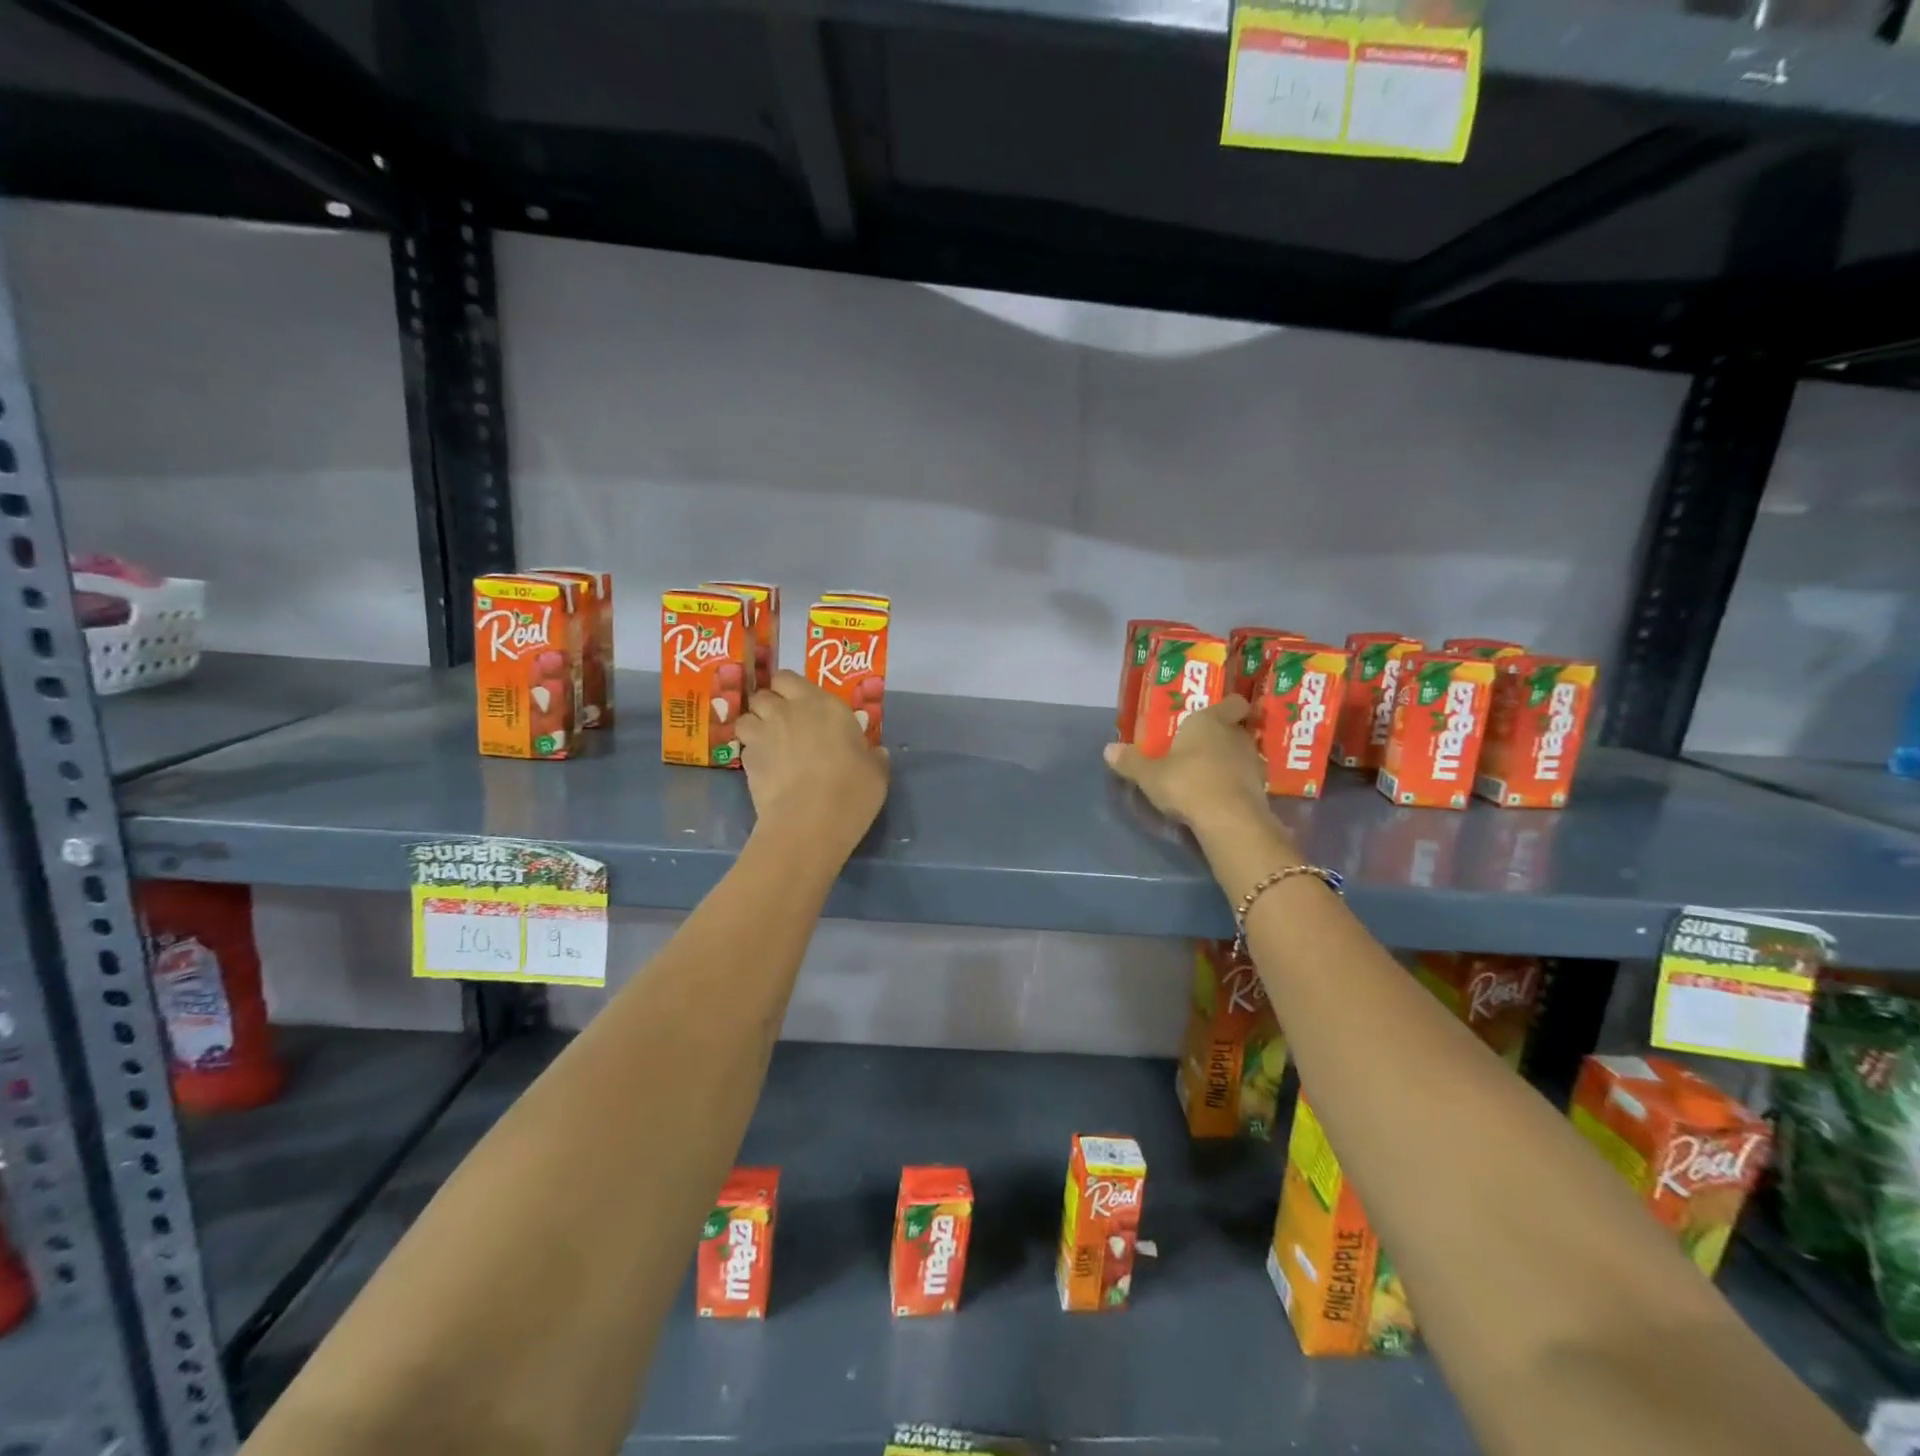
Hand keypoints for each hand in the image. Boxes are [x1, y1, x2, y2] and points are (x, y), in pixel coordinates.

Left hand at [736, 671, 888, 854]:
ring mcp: (763, 735)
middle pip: (763, 694)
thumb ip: (873, 757)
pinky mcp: (747, 761)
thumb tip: (876, 753)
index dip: (789, 689)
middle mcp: (788, 711)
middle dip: (769, 705)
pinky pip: (745, 748)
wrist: (811, 821)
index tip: (801, 704)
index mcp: (823, 704)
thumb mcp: (876, 772)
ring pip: (746, 718)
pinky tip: (765, 769)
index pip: (789, 678)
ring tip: (768, 744)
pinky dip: (752, 754)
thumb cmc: (852, 789)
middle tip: (784, 724)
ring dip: (754, 726)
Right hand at [1103, 696, 1271, 836]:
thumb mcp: (1149, 774)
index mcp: (1211, 721)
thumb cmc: (1186, 783)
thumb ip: (1131, 761)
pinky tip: (1218, 796)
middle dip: (1220, 736)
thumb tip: (1108, 749)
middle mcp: (1236, 736)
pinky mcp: (1260, 789)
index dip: (1228, 707)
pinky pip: (1245, 779)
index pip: (1233, 702)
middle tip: (1198, 747)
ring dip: (1228, 762)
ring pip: (1241, 754)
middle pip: (1234, 728)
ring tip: (1206, 774)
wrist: (1229, 820)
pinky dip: (1234, 784)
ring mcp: (1253, 763)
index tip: (1217, 714)